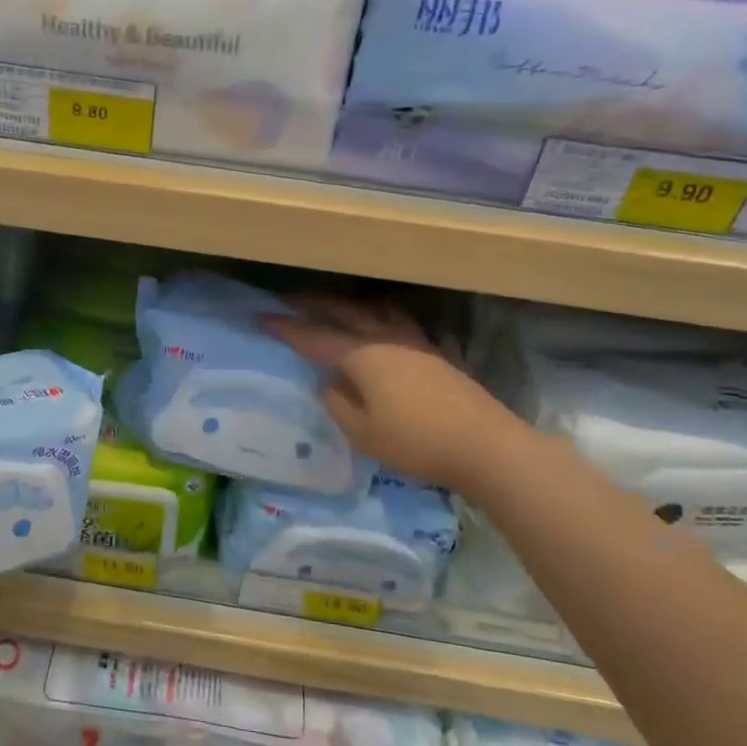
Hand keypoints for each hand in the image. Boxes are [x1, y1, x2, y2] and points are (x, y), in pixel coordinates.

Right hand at [265, 295, 491, 489]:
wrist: (485, 446)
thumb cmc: (416, 442)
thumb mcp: (363, 433)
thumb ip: (339, 405)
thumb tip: (331, 384)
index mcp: (363, 355)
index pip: (315, 338)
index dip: (286, 328)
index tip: (261, 317)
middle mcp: (387, 339)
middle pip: (346, 313)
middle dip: (315, 304)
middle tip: (291, 299)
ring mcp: (417, 344)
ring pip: (380, 312)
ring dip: (355, 305)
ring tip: (342, 305)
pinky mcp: (440, 355)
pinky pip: (410, 328)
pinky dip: (394, 322)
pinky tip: (397, 328)